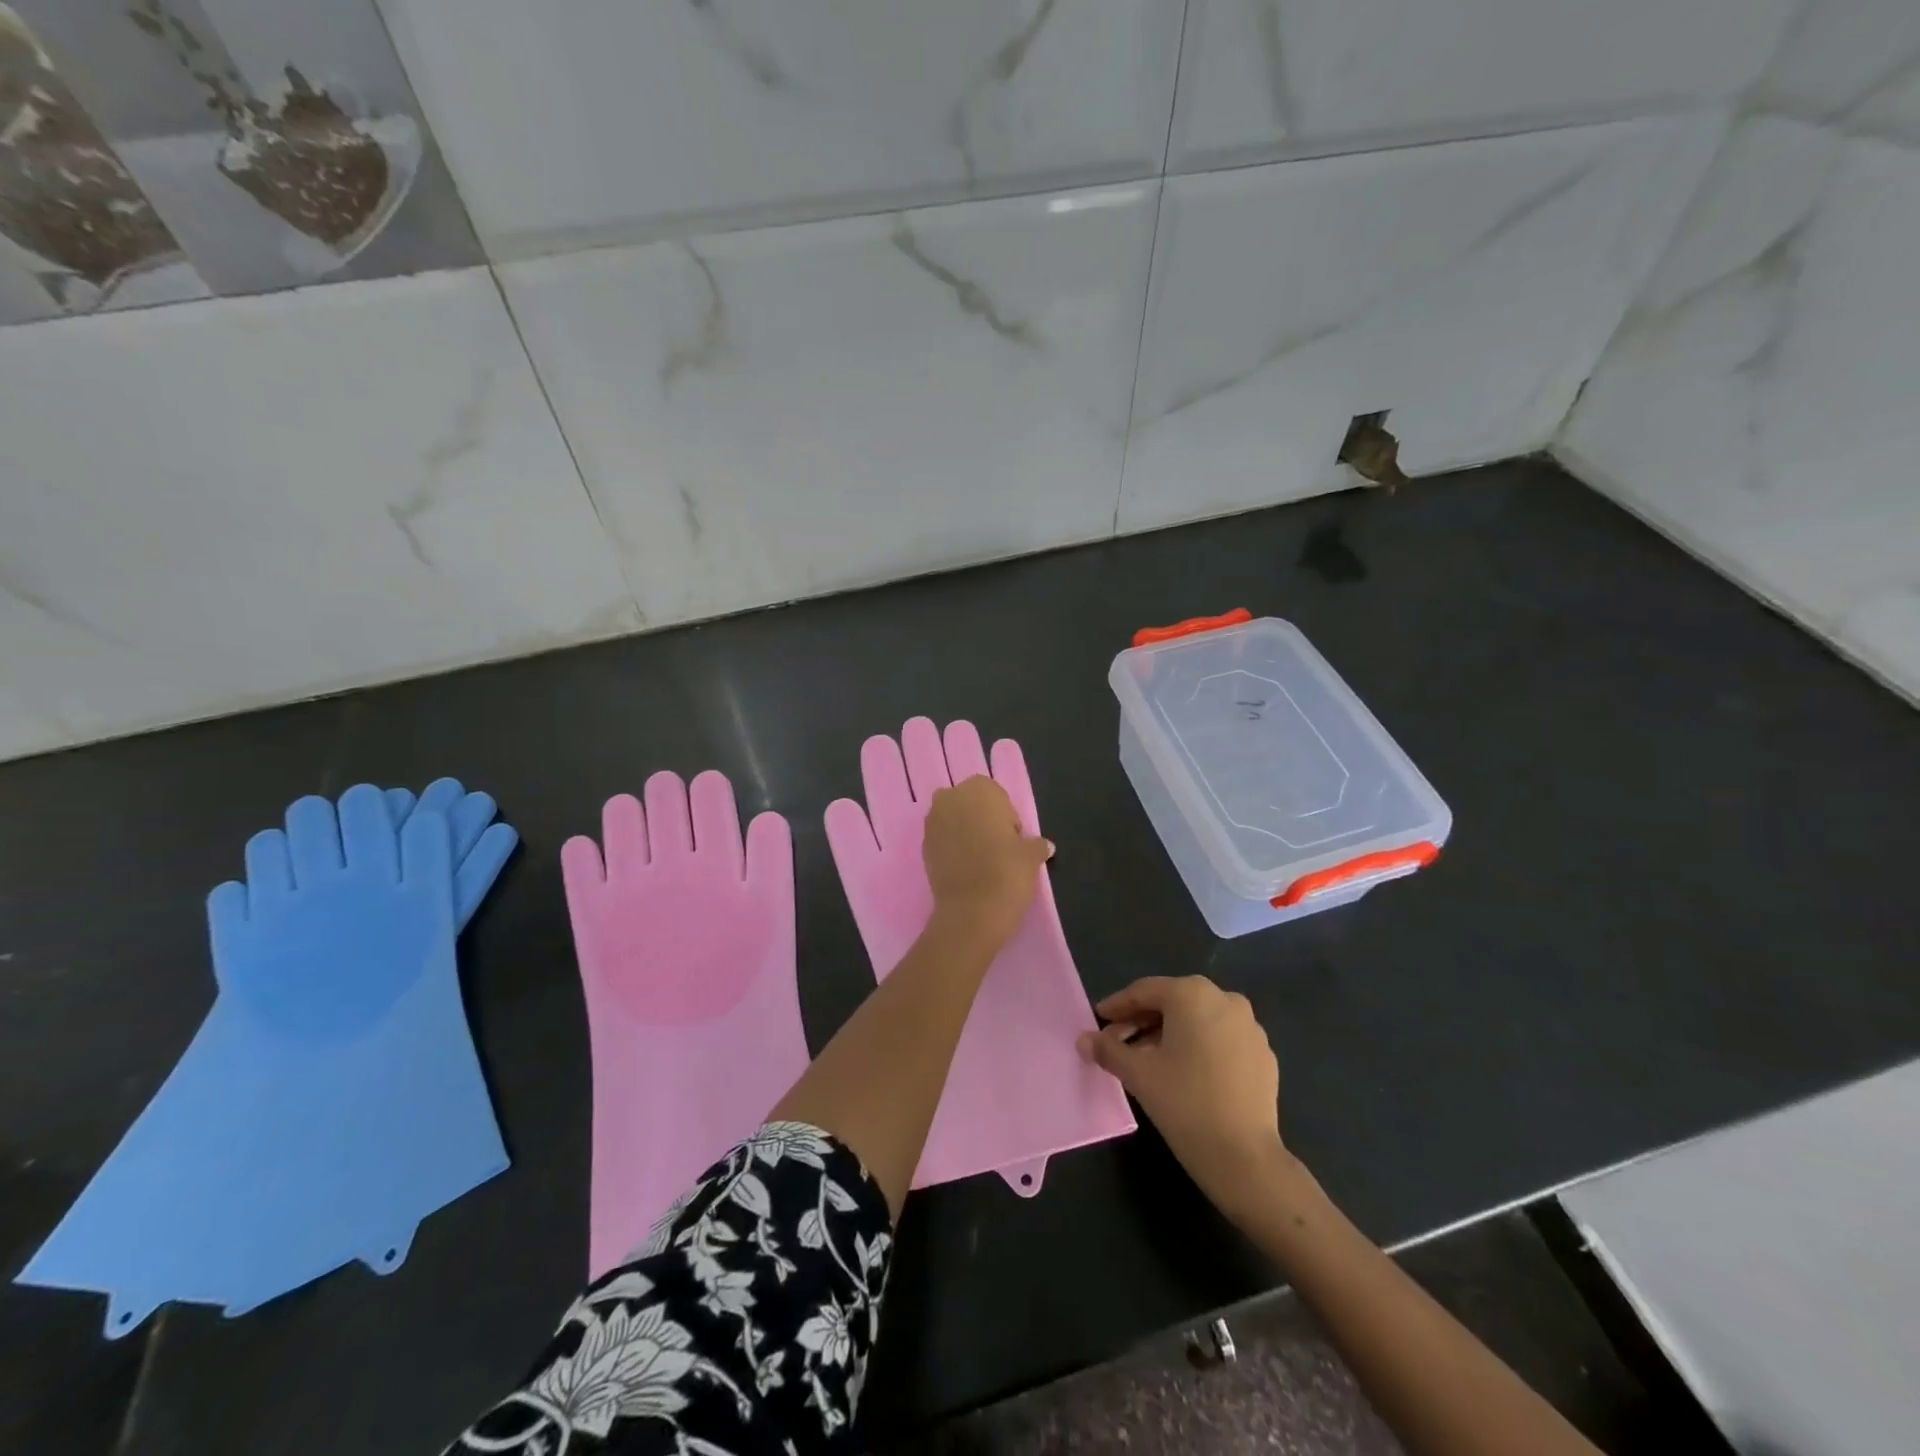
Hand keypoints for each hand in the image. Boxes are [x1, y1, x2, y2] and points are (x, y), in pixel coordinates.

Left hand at [921, 774, 1053, 950]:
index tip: (1013, 840)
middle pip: (971, 804)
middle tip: (999, 849)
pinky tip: (967, 870)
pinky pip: (943, 840)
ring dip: (966, 834)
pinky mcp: (922, 847)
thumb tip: (1044, 845)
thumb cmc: (1006, 873)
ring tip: (982, 862)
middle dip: (983, 821)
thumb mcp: (1031, 857)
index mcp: (978, 789)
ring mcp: (932, 822)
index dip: (1006, 817)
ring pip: (954, 820)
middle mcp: (950, 798)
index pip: (996, 795)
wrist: (970, 913)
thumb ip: (1036, 845)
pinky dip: (953, 849)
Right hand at [1079, 976, 1292, 1219]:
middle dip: (1142, 1021)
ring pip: (1198, 1020)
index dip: (1118, 1006)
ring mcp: (1249, 1027)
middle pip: (1172, 1003)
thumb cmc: (1184, 1103)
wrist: (1244, 1158)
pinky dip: (1197, 1047)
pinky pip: (1220, 1039)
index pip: (1145, 992)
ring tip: (1146, 1060)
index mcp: (1193, 994)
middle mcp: (1225, 1000)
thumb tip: (1084, 1040)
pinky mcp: (1263, 1054)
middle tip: (1117, 1042)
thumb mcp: (1138, 1073)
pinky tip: (1183, 1072)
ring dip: (1168, 1034)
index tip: (1098, 1019)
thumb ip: (1108, 1050)